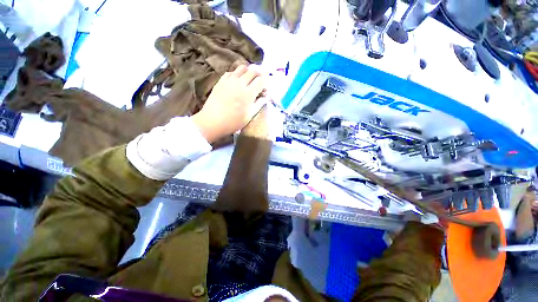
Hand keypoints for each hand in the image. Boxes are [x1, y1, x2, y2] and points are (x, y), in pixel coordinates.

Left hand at [192, 65, 267, 142]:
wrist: (213, 121)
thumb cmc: (233, 122)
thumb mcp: (249, 115)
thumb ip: (259, 103)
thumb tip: (266, 96)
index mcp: (248, 93)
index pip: (262, 80)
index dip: (266, 82)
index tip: (265, 89)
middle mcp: (240, 83)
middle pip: (253, 71)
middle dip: (259, 75)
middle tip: (259, 83)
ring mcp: (229, 80)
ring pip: (242, 67)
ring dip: (248, 72)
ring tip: (249, 80)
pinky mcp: (221, 81)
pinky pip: (232, 72)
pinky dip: (237, 74)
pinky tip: (237, 82)